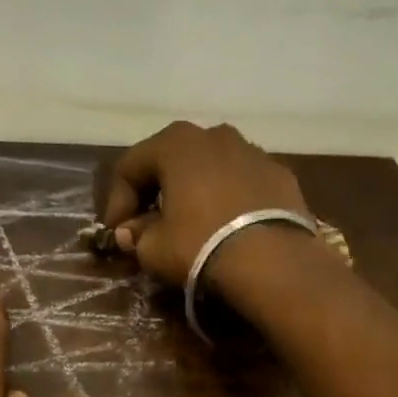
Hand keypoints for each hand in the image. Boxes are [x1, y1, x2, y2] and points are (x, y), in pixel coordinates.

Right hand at [100, 121, 310, 288]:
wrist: (273, 261)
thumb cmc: (200, 245)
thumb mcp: (154, 249)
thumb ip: (136, 236)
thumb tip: (130, 232)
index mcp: (176, 143)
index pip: (130, 166)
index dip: (116, 201)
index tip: (116, 233)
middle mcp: (215, 135)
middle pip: (172, 161)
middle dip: (155, 193)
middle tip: (148, 226)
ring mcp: (253, 151)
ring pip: (211, 169)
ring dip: (194, 193)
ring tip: (190, 226)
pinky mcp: (281, 175)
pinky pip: (242, 184)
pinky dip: (228, 200)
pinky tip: (227, 228)